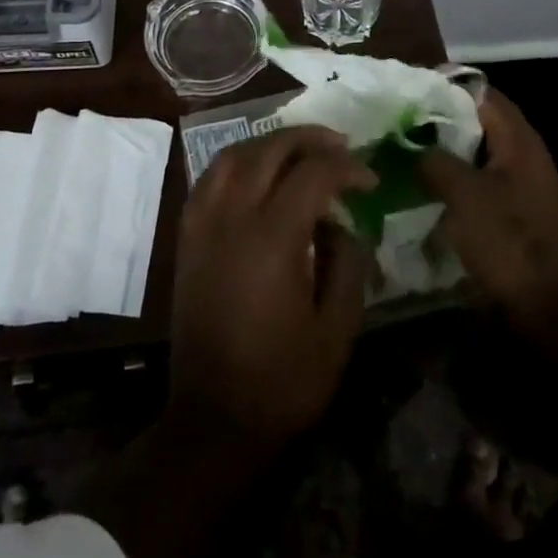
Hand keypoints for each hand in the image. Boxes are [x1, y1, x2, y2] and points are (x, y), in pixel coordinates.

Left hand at [168, 127, 375, 450]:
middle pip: (270, 149)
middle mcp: (233, 216)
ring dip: (270, 143)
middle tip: (341, 146)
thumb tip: (342, 223)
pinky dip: (237, 161)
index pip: (313, 173)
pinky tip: (256, 173)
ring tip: (300, 151)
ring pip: (234, 154)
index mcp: (273, 238)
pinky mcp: (187, 235)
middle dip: (310, 139)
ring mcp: (203, 222)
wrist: (213, 418)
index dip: (347, 168)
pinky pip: (210, 177)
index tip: (370, 181)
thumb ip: (348, 265)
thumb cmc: (282, 381)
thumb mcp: (337, 331)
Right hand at [419, 90, 557, 330]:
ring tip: (405, 153)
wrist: (554, 306)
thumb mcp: (463, 193)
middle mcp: (524, 155)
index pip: (481, 93)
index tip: (409, 88)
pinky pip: (478, 184)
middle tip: (399, 121)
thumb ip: (434, 161)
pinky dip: (454, 182)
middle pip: (477, 123)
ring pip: (475, 156)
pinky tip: (425, 190)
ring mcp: (521, 186)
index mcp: (518, 139)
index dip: (446, 86)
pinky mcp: (515, 214)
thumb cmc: (509, 238)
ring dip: (444, 154)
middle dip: (439, 121)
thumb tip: (412, 148)